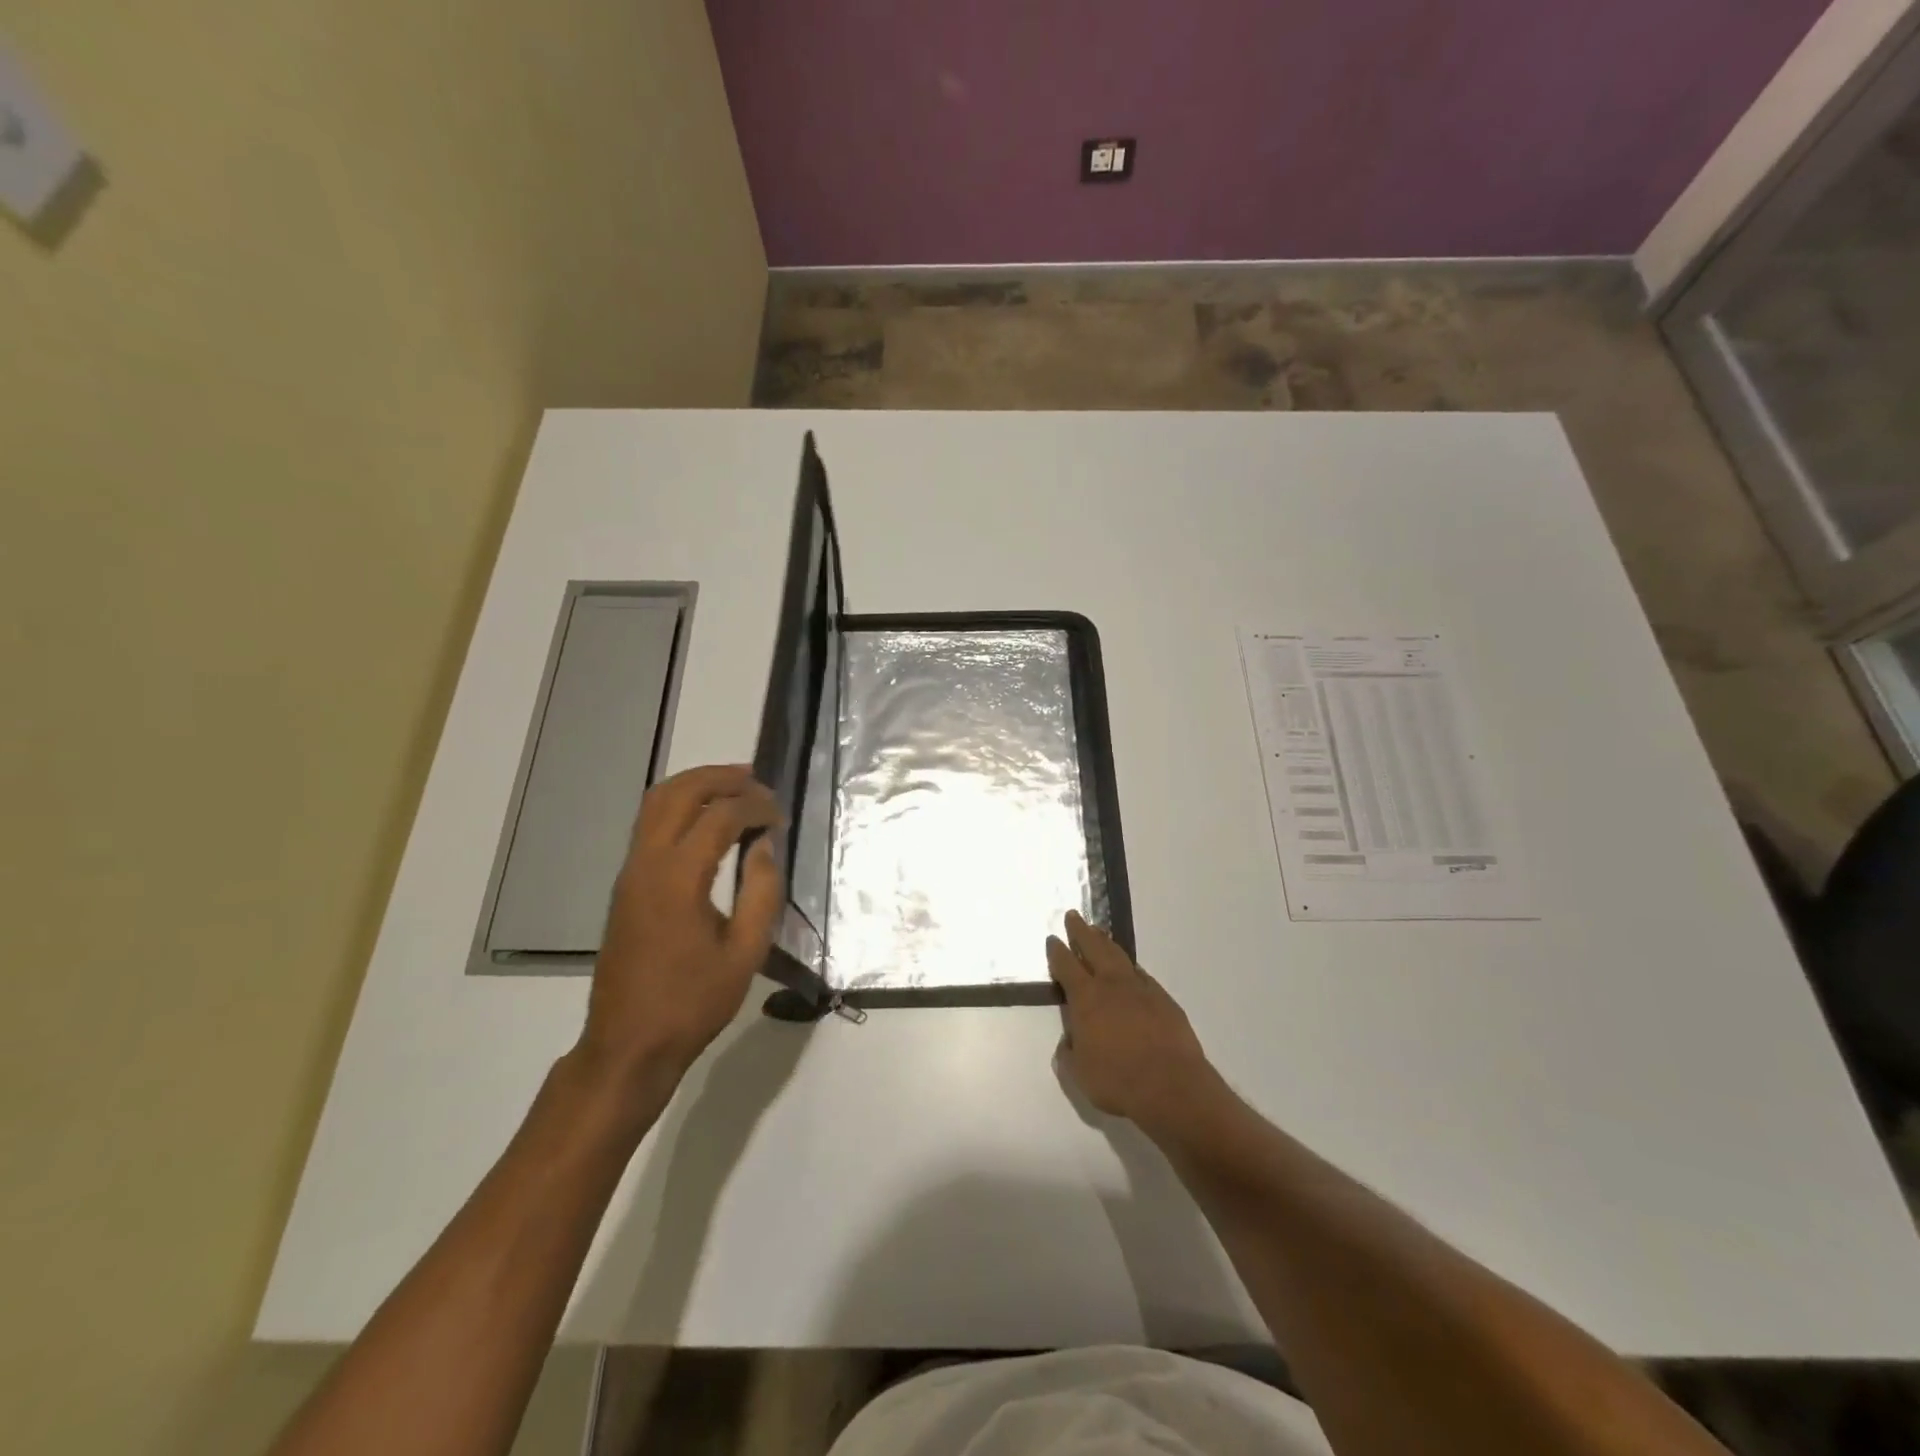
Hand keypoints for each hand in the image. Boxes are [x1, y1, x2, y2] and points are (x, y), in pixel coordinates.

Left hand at [577, 764, 785, 1096]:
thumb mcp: (745, 952)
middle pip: (678, 793)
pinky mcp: (625, 885)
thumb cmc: (692, 1003)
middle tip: (756, 781)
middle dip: (719, 778)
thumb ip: (762, 891)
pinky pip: (649, 825)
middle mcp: (647, 863)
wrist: (628, 1044)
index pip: (720, 817)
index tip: (780, 815)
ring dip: (695, 786)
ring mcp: (630, 872)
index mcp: (678, 878)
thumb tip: (764, 844)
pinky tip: (708, 820)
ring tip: (734, 787)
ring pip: (655, 803)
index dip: (755, 806)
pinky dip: (680, 806)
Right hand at [1047, 910, 1217, 1129]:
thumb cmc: (1118, 1080)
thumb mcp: (1079, 1073)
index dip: (1057, 952)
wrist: (1172, 1086)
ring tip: (1099, 933)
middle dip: (1081, 931)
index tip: (1052, 939)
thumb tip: (1070, 1040)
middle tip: (1074, 916)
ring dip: (1106, 943)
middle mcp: (1112, 985)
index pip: (1066, 966)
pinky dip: (1130, 967)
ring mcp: (1141, 989)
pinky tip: (1130, 969)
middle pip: (1094, 948)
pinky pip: (1141, 975)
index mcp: (1086, 998)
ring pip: (1119, 956)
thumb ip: (1069, 1052)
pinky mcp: (1164, 1000)